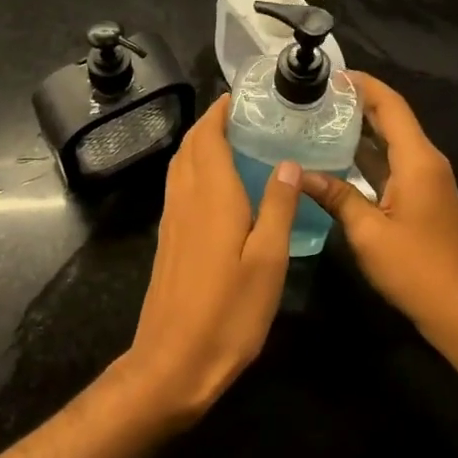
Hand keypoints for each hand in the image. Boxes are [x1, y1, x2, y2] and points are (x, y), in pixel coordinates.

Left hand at [123, 96, 298, 423]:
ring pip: (181, 164)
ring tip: (234, 141)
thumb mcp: (268, 261)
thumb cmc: (228, 312)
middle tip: (246, 116)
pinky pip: (179, 186)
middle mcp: (185, 197)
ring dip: (201, 144)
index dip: (220, 111)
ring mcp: (172, 219)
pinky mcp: (168, 239)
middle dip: (212, 122)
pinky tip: (218, 186)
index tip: (242, 96)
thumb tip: (289, 163)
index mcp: (211, 194)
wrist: (172, 362)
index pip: (208, 135)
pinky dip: (195, 168)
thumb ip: (279, 208)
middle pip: (191, 145)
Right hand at [299, 72, 457, 372]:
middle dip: (357, 101)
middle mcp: (426, 161)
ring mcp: (426, 179)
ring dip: (361, 127)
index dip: (363, 85)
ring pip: (392, 140)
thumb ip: (335, 196)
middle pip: (392, 118)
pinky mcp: (423, 196)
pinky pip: (393, 162)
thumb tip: (298, 172)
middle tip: (315, 94)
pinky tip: (338, 155)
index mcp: (417, 160)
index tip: (329, 74)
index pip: (391, 105)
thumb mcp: (368, 232)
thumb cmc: (416, 270)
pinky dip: (368, 153)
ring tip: (320, 116)